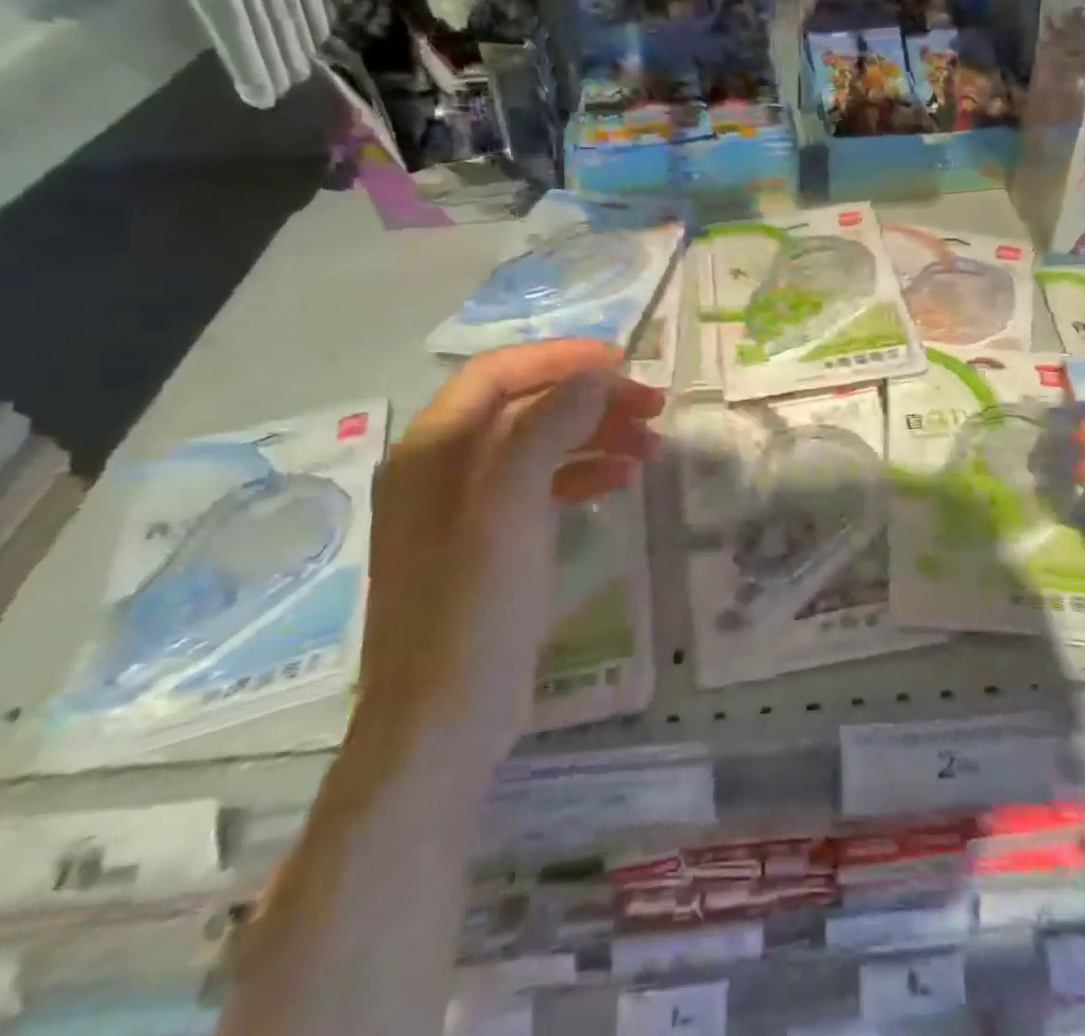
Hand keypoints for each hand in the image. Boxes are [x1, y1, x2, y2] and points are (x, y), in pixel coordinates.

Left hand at [357, 342, 661, 769]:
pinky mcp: (489, 541)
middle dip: (589, 398)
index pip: (498, 373)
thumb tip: (593, 373)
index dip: (561, 359)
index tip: (624, 364)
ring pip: (537, 444)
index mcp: (432, 449)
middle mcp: (442, 467)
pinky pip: (540, 486)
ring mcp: (465, 507)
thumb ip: (548, 427)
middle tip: (653, 405)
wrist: (441, 725)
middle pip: (523, 405)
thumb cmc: (474, 609)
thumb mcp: (512, 508)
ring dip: (594, 435)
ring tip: (651, 444)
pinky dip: (583, 473)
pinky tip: (623, 481)